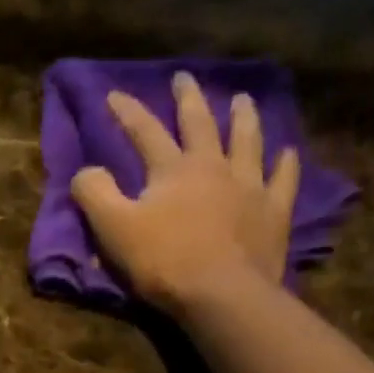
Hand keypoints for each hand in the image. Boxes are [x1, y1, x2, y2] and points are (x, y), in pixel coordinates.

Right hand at [71, 74, 300, 309]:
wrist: (221, 294)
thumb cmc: (162, 261)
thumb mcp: (113, 228)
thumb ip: (95, 194)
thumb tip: (86, 171)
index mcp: (172, 169)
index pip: (145, 131)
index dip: (127, 112)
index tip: (114, 94)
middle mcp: (213, 166)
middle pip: (200, 124)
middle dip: (189, 99)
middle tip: (185, 78)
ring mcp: (249, 187)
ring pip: (247, 141)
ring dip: (243, 118)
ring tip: (242, 100)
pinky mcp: (273, 213)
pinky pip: (282, 180)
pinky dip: (285, 164)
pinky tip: (287, 152)